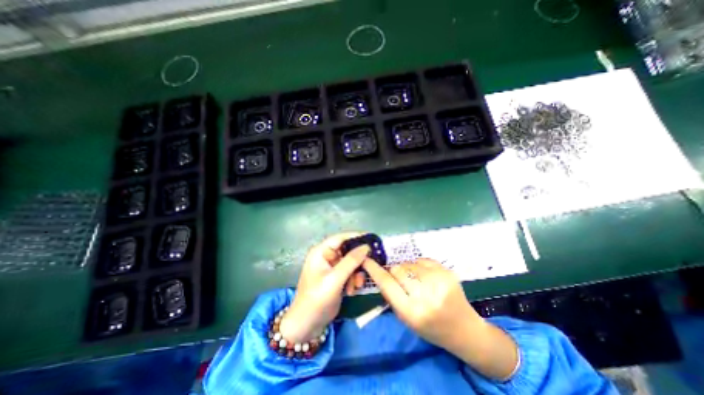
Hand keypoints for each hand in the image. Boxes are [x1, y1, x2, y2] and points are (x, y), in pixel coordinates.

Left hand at [279, 232, 369, 343]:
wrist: (307, 326)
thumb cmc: (317, 299)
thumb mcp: (335, 279)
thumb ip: (351, 261)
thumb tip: (366, 246)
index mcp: (321, 252)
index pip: (340, 238)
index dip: (356, 237)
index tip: (372, 240)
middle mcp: (326, 256)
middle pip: (347, 250)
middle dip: (358, 261)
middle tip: (368, 268)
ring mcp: (331, 267)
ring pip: (351, 262)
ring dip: (356, 273)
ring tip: (356, 286)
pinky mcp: (336, 277)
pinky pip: (350, 272)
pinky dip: (353, 280)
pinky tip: (351, 291)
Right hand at [366, 260, 517, 378]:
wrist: (464, 329)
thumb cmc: (431, 328)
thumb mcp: (406, 319)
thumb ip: (392, 295)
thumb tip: (382, 273)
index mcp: (412, 311)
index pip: (387, 284)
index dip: (374, 269)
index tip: (366, 259)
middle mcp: (425, 296)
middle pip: (397, 270)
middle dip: (394, 272)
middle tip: (400, 279)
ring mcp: (438, 282)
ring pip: (409, 263)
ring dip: (407, 269)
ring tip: (416, 280)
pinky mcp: (447, 272)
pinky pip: (423, 260)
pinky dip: (419, 265)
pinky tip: (426, 276)